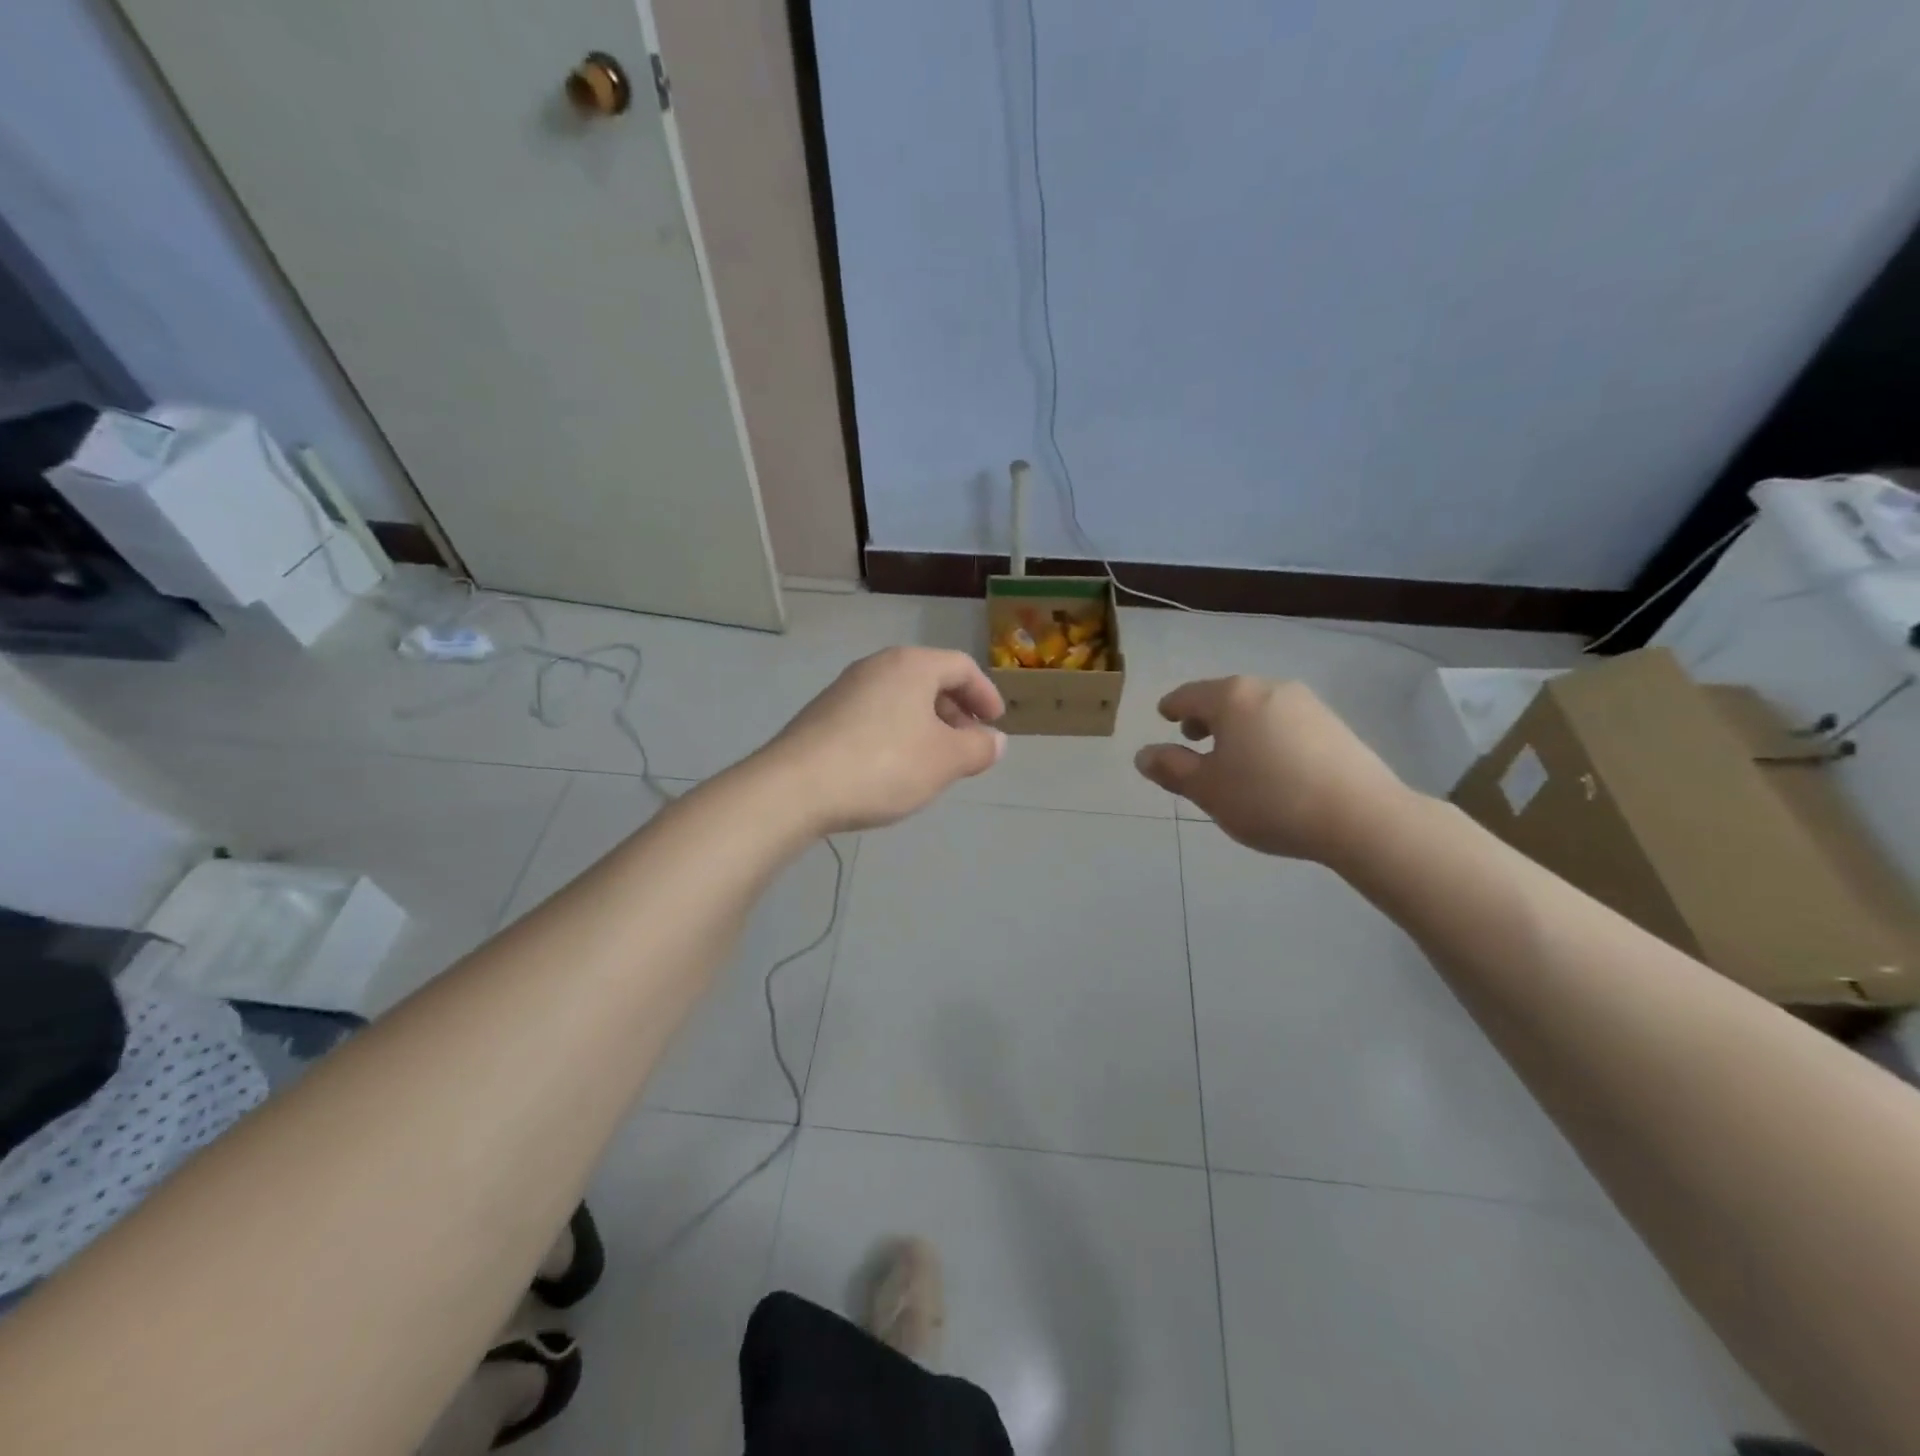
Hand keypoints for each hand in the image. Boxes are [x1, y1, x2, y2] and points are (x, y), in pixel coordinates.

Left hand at [761, 647, 1006, 832]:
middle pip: (929, 679)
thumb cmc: (883, 765)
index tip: (995, 723)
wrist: (795, 788)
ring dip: (926, 724)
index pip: (961, 666)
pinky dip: (897, 732)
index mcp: (911, 665)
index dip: (985, 694)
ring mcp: (845, 689)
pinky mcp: (823, 715)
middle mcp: (877, 666)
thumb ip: (978, 748)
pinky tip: (893, 767)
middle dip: (955, 711)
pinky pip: (875, 714)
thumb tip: (995, 740)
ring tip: (934, 760)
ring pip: (900, 698)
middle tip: (967, 744)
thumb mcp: (945, 761)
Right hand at [1134, 676, 1409, 861]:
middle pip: (1225, 697)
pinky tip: (1271, 765)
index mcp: (1232, 697)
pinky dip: (1266, 735)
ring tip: (1233, 757)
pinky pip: (1284, 722)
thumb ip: (1172, 769)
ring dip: (1238, 727)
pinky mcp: (1333, 725)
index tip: (1164, 716)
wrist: (1360, 816)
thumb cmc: (1268, 798)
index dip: (1172, 707)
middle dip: (1206, 716)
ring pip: (1257, 709)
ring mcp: (1306, 704)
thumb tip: (1143, 754)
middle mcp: (1268, 689)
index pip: (1189, 695)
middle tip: (1193, 738)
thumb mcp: (1208, 790)